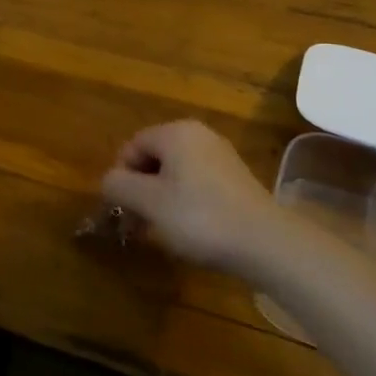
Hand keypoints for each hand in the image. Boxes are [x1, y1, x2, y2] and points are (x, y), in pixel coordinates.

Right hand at [100, 120, 278, 270]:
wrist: (266, 243)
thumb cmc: (199, 217)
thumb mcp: (149, 202)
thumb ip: (119, 186)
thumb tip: (109, 180)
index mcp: (176, 132)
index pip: (133, 146)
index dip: (121, 176)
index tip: (122, 209)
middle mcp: (199, 135)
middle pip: (155, 157)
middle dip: (141, 189)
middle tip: (138, 222)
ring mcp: (221, 156)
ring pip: (176, 173)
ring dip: (161, 198)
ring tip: (161, 230)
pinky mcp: (237, 179)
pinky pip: (198, 183)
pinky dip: (186, 202)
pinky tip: (190, 229)